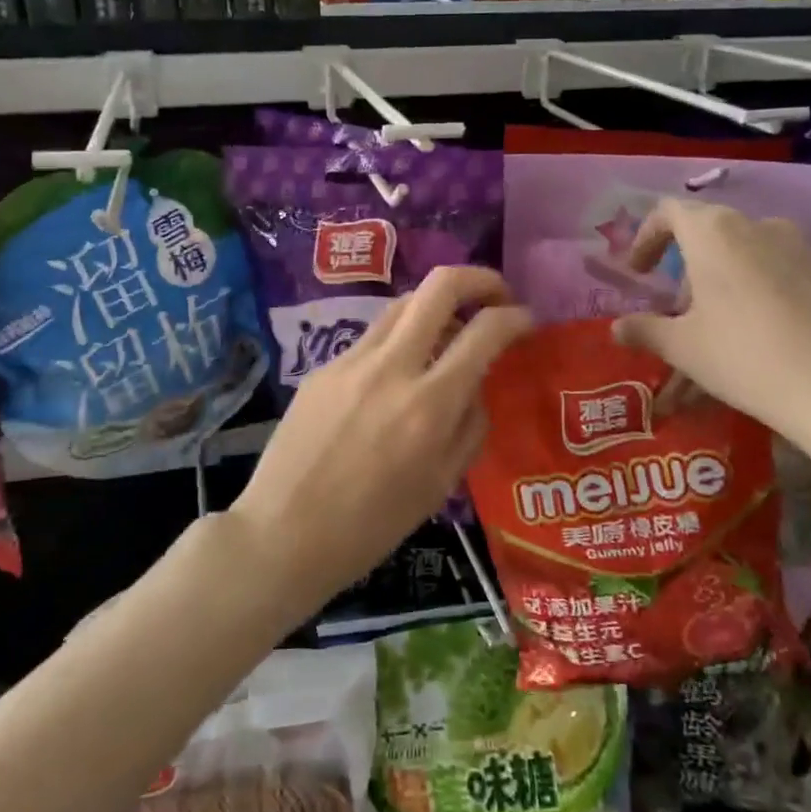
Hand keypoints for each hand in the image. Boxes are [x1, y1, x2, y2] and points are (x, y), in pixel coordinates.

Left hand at [230, 266, 533, 609]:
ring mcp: (350, 361)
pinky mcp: (322, 367)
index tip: (526, 320)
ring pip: (403, 304)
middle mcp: (390, 368)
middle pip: (439, 286)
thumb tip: (478, 384)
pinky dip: (399, 341)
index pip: (485, 331)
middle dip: (478, 278)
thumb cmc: (371, 526)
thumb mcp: (440, 484)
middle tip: (496, 295)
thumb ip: (470, 425)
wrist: (283, 533)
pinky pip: (372, 338)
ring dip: (436, 306)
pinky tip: (398, 374)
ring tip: (450, 333)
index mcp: (428, 405)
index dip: (515, 317)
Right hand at [613, 199, 810, 455]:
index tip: (637, 273)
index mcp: (714, 232)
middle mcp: (758, 227)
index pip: (669, 212)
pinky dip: (755, 297)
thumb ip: (644, 331)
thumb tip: (616, 328)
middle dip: (685, 277)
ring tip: (714, 337)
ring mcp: (801, 249)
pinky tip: (758, 340)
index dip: (646, 238)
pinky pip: (777, 276)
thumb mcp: (683, 347)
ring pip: (744, 260)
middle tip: (676, 319)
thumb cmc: (745, 356)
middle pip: (708, 238)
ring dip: (720, 289)